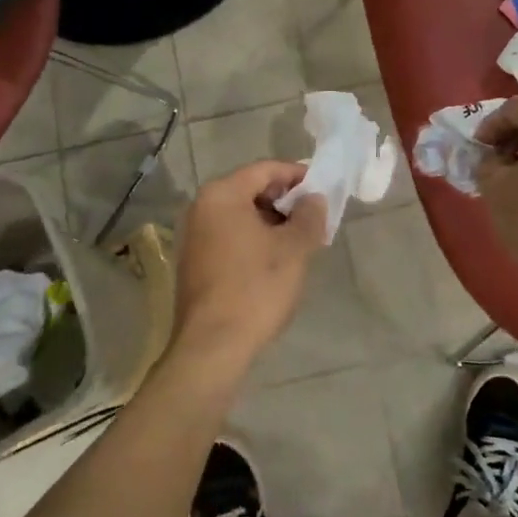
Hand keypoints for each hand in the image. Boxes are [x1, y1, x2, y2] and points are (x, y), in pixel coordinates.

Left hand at [171, 160, 326, 374]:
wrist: (213, 347)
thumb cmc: (255, 288)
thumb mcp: (294, 248)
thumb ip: (309, 215)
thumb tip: (313, 198)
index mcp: (221, 195)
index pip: (265, 169)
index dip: (297, 175)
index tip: (323, 190)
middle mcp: (201, 207)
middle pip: (251, 189)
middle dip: (285, 201)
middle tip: (315, 218)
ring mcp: (194, 236)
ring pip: (241, 215)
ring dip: (272, 222)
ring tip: (300, 241)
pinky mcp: (194, 261)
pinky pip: (230, 236)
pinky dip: (254, 239)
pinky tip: (275, 261)